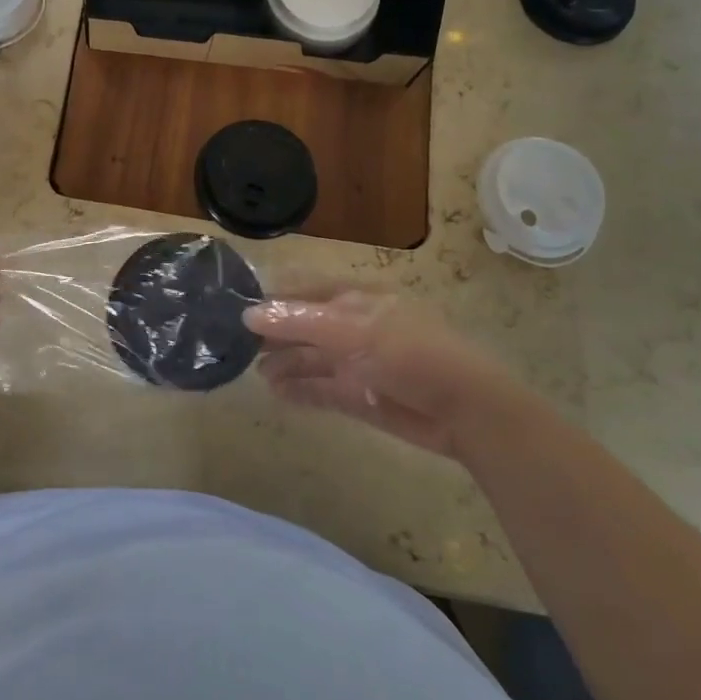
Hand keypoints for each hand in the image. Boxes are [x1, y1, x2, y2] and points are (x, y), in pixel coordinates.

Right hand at [243, 285, 531, 459]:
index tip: (237, 306)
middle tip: (236, 343)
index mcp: (357, 299)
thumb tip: (248, 314)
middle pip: (305, 326)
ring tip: (253, 372)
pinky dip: (299, 390)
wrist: (464, 409)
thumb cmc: (411, 354)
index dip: (274, 297)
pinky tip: (276, 392)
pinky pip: (321, 390)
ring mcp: (356, 363)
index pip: (305, 290)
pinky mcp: (360, 396)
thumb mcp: (353, 331)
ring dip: (284, 364)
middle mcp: (353, 327)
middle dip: (274, 333)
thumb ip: (300, 322)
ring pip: (310, 359)